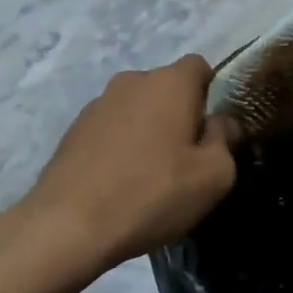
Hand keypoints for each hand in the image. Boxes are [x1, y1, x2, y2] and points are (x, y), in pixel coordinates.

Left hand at [27, 57, 239, 267]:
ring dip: (148, 130)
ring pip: (137, 108)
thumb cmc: (152, 194)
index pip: (199, 66)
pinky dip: (120, 146)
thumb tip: (221, 123)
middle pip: (167, 88)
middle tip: (184, 158)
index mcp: (170, 82)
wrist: (67, 226)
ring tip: (149, 174)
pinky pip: (111, 129)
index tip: (211, 130)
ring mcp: (97, 104)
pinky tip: (119, 182)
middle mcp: (132, 81)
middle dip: (179, 114)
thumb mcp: (213, 176)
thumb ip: (225, 140)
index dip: (210, 94)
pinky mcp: (73, 130)